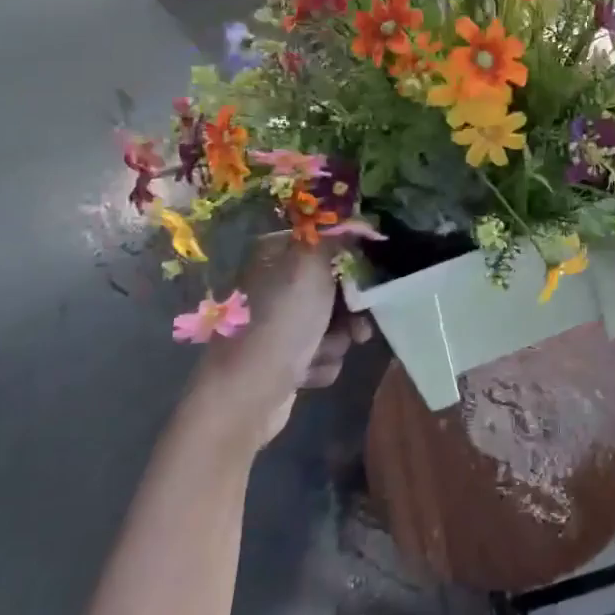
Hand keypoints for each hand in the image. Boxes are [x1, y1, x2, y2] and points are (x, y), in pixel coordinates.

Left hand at [188, 236, 371, 450]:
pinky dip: (320, 363)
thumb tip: (357, 217)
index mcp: (275, 254)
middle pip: (335, 287)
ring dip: (334, 341)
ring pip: (332, 323)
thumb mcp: (311, 266)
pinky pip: (320, 353)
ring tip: (319, 353)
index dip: (353, 262)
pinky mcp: (282, 358)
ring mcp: (277, 323)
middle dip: (348, 311)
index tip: (370, 281)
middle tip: (358, 327)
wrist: (244, 397)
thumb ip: (336, 236)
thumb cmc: (279, 324)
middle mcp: (274, 284)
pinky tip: (305, 373)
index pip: (327, 244)